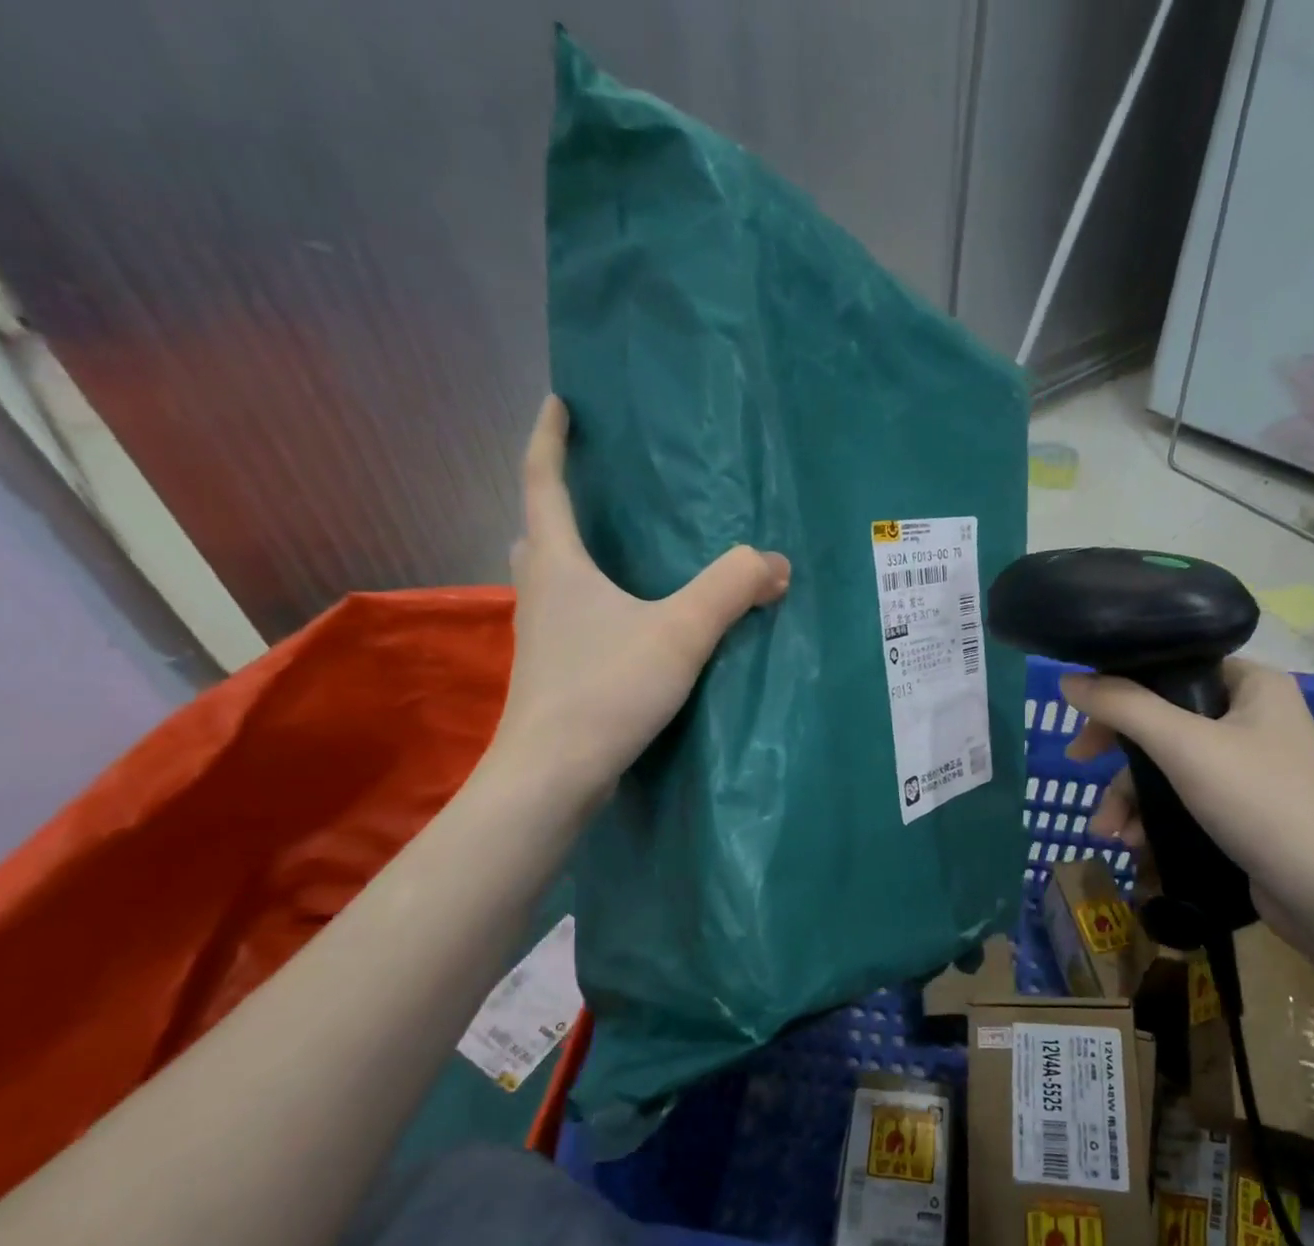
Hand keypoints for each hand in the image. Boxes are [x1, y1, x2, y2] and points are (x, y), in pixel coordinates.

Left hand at [484, 396, 789, 795]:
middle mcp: (539, 593)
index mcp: (558, 564)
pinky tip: (623, 626)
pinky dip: (588, 605)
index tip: (558, 403)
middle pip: (537, 533)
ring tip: (613, 556)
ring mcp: (540, 638)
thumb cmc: (606, 688)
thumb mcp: (680, 631)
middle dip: (555, 502)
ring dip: (570, 558)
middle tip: (590, 489)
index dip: (549, 439)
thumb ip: (732, 589)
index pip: (542, 482)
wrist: (553, 774)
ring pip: (549, 581)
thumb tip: (775, 564)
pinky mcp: (552, 675)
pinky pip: (568, 620)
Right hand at [1060, 659, 1313, 925]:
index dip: (1123, 686)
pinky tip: (1136, 843)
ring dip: (1130, 796)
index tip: (1085, 715)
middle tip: (1079, 764)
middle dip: (1119, 755)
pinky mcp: (1244, 807)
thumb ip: (1123, 707)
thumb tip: (1068, 680)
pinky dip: (1155, 815)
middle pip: (1163, 719)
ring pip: (1168, 765)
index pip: (1174, 666)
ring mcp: (1250, 765)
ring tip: (1109, 832)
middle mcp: (1253, 717)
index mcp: (1252, 684)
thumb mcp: (1183, 746)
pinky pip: (1184, 797)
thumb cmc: (1261, 801)